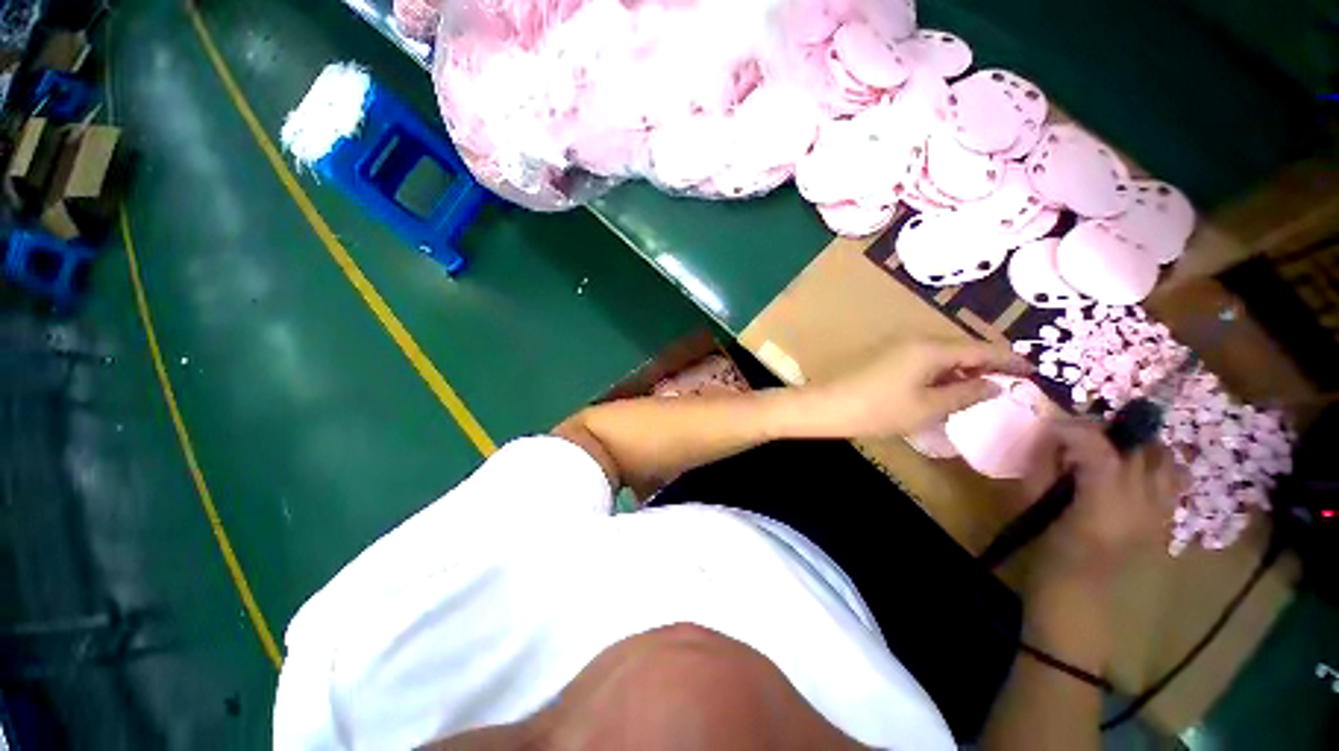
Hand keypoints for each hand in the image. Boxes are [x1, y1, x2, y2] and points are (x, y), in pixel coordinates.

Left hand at [809, 339, 1033, 438]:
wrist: (827, 405)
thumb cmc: (879, 409)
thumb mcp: (927, 408)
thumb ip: (965, 394)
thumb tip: (994, 385)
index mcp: (931, 348)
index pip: (981, 348)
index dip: (1010, 359)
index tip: (1034, 370)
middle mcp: (916, 339)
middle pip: (961, 346)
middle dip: (988, 361)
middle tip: (1011, 380)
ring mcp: (897, 345)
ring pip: (942, 352)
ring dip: (964, 366)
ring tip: (983, 385)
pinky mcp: (885, 355)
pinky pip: (924, 358)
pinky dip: (942, 369)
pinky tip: (946, 385)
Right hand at [1032, 419, 1189, 579]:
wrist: (1083, 621)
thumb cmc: (1048, 569)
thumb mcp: (1035, 519)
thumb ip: (1044, 476)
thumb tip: (1049, 443)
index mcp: (1105, 505)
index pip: (1098, 447)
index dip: (1072, 427)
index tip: (1049, 425)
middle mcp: (1144, 505)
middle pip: (1139, 447)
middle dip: (1105, 432)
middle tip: (1074, 437)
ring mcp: (1162, 516)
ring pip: (1165, 461)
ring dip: (1135, 448)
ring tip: (1105, 452)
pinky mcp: (1166, 527)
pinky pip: (1170, 483)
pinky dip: (1150, 468)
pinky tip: (1125, 478)